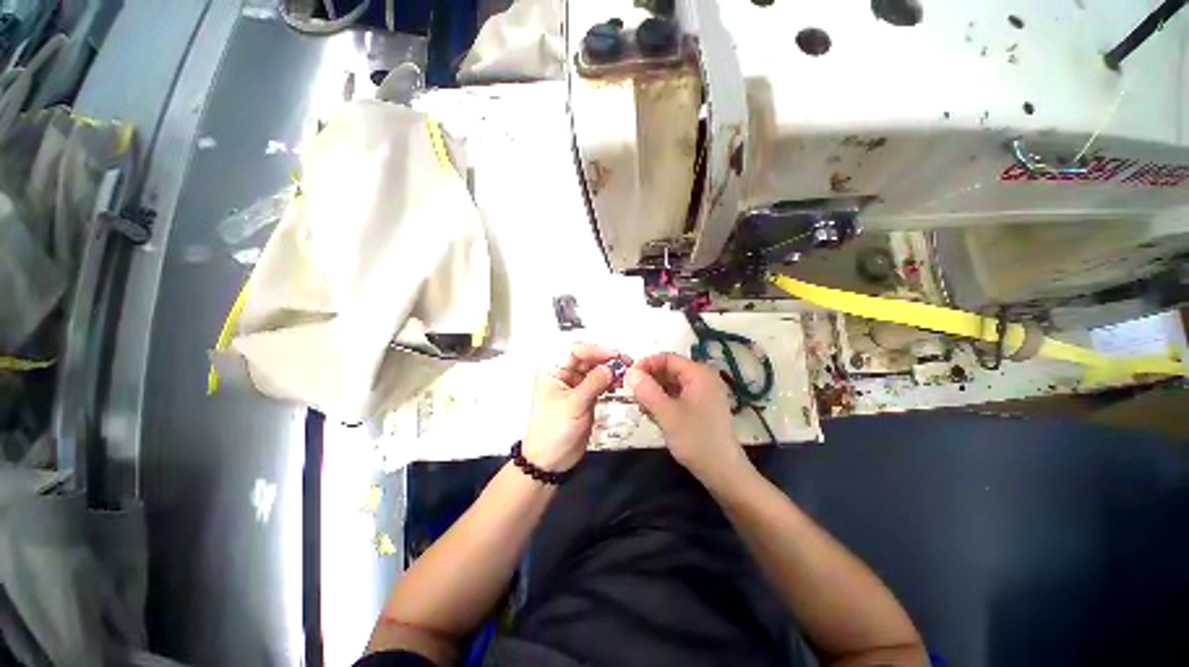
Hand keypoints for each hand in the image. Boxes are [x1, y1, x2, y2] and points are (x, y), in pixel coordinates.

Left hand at [523, 343, 625, 471]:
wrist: (551, 461)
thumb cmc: (555, 430)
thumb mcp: (574, 405)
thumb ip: (594, 383)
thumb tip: (612, 367)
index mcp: (552, 370)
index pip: (574, 350)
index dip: (595, 350)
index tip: (615, 354)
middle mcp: (563, 373)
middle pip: (586, 358)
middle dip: (606, 359)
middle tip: (627, 363)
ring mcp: (574, 385)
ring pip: (594, 370)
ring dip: (610, 370)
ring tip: (626, 375)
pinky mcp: (584, 396)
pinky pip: (598, 383)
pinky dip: (609, 382)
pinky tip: (619, 385)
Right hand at [626, 353, 750, 485]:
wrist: (723, 472)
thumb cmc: (695, 439)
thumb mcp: (667, 414)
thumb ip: (647, 391)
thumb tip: (630, 372)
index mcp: (698, 373)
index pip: (667, 358)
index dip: (646, 364)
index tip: (628, 378)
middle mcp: (702, 378)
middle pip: (669, 369)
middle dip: (649, 380)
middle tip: (633, 395)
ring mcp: (703, 393)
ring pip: (672, 383)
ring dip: (654, 392)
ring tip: (642, 407)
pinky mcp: (701, 407)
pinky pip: (678, 395)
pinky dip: (663, 401)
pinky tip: (654, 414)